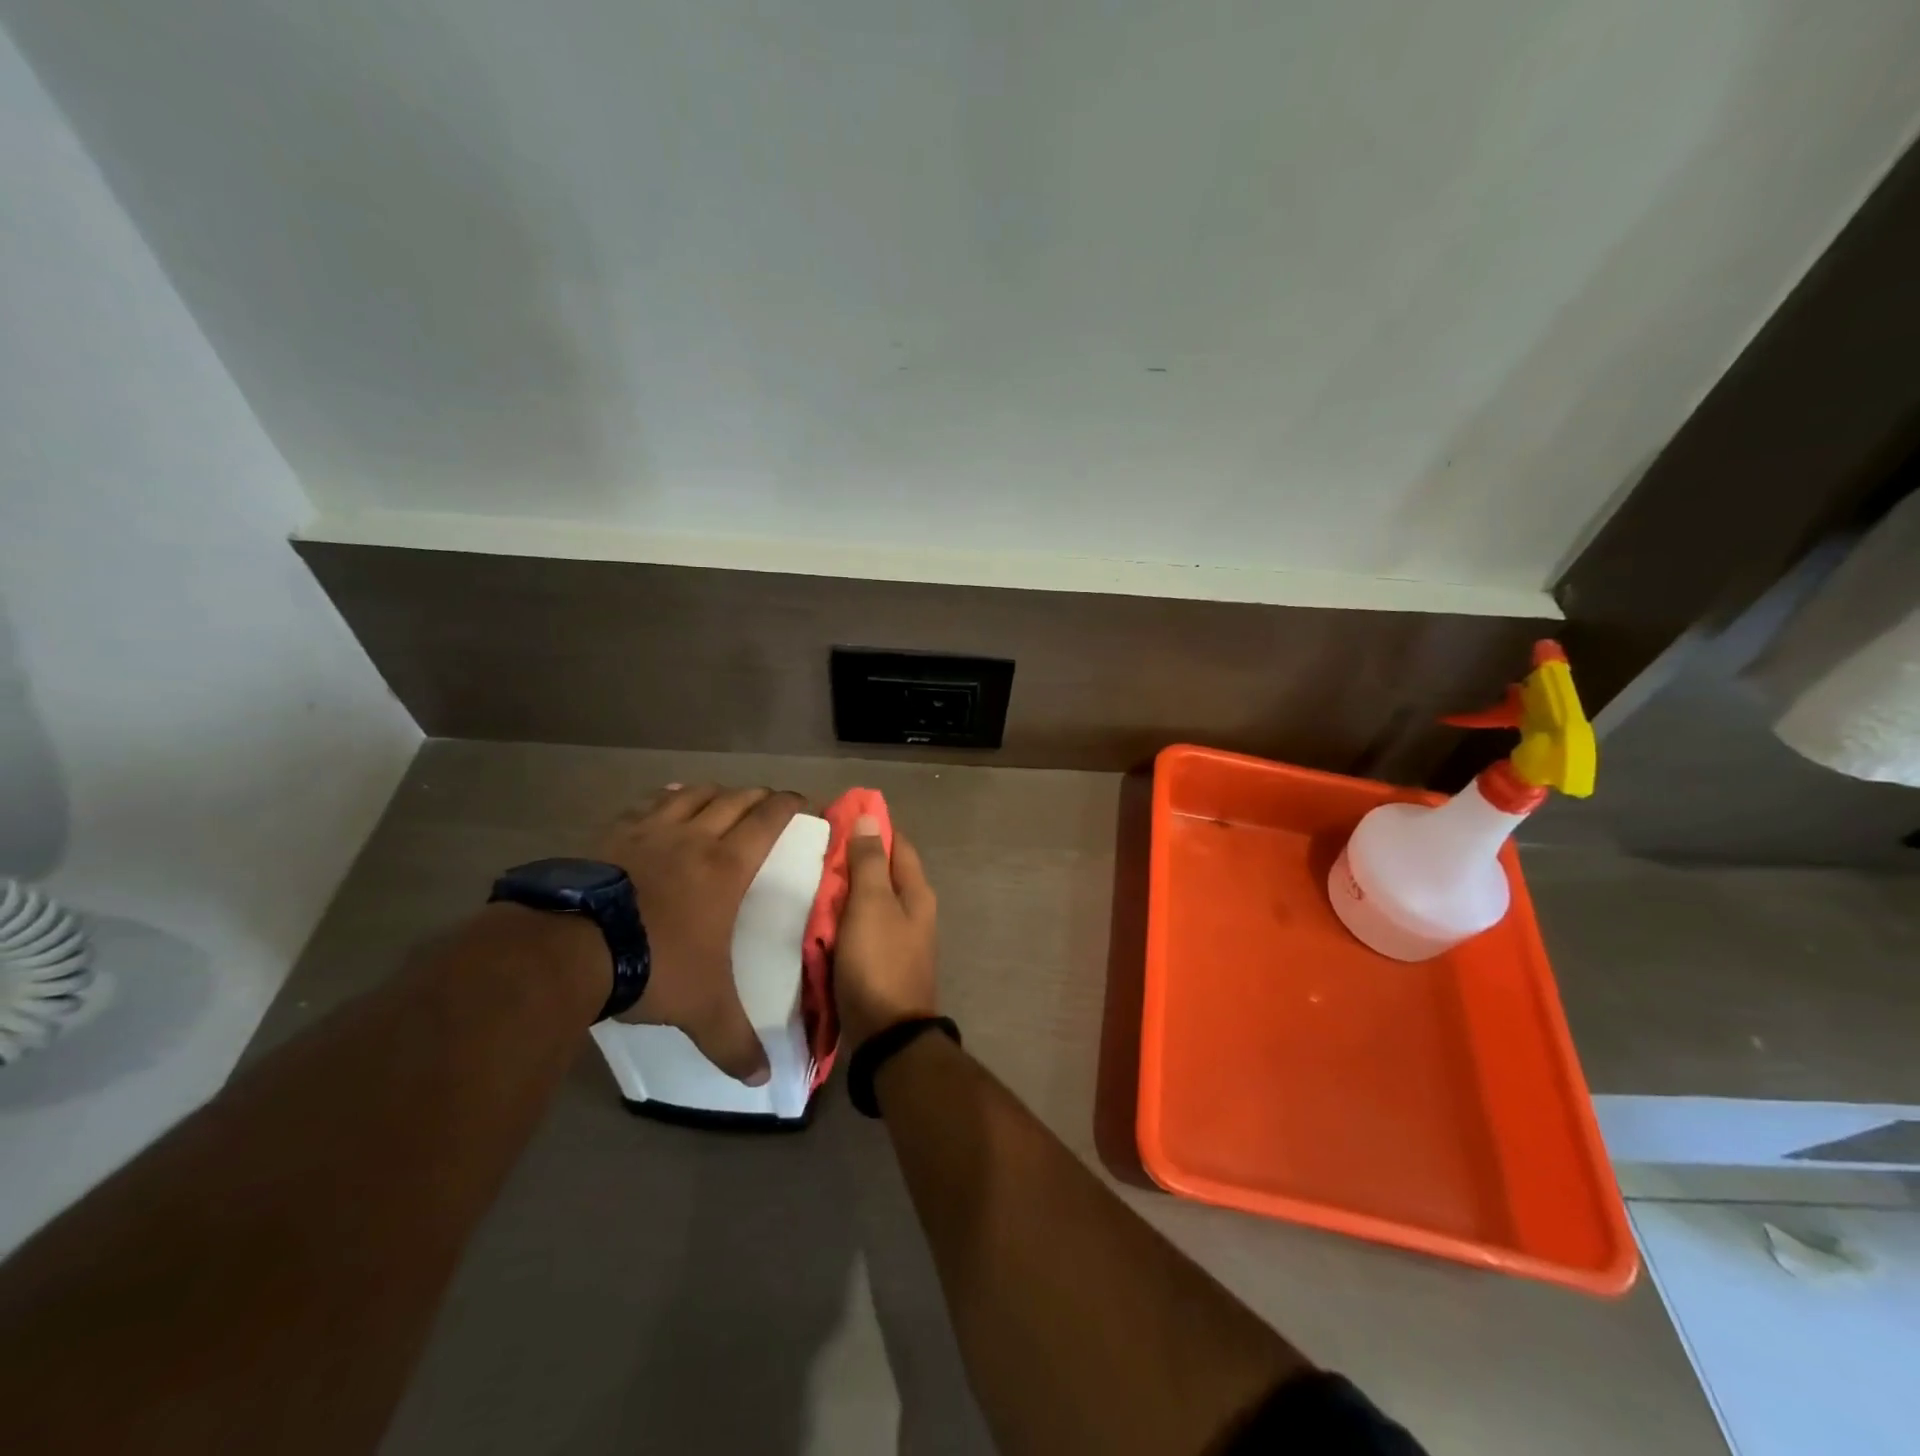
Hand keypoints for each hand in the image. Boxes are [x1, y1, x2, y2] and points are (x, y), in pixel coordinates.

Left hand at [596, 784, 804, 1083]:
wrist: (571, 948)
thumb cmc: (654, 966)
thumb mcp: (703, 1010)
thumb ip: (734, 1044)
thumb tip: (763, 1080)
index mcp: (726, 867)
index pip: (767, 821)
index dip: (787, 806)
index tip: (800, 800)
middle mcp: (694, 838)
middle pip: (734, 800)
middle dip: (756, 796)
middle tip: (768, 799)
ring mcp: (650, 832)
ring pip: (692, 795)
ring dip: (713, 792)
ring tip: (721, 796)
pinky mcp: (612, 835)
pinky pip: (647, 804)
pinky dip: (665, 799)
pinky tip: (665, 801)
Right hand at [835, 817, 938, 1051]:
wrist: (887, 1035)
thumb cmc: (879, 962)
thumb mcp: (871, 905)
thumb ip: (869, 862)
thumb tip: (871, 818)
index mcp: (916, 892)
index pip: (897, 844)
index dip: (871, 826)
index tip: (838, 815)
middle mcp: (913, 910)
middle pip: (882, 871)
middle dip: (853, 857)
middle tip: (814, 848)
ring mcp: (898, 937)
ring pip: (869, 900)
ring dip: (844, 889)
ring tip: (809, 877)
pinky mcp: (880, 961)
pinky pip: (860, 927)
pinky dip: (841, 917)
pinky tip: (817, 916)